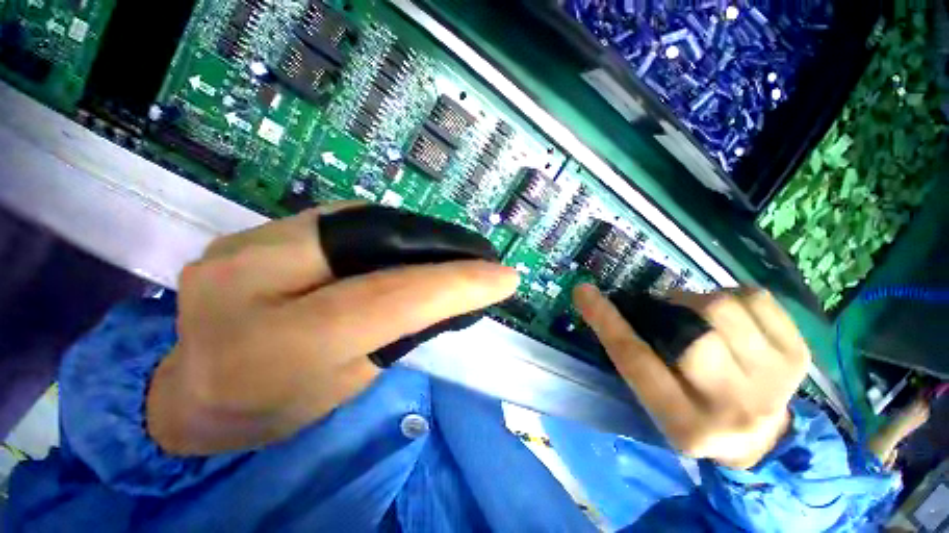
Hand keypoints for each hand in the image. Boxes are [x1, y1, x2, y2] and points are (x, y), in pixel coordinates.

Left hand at [148, 205, 518, 454]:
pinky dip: (388, 230)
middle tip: (480, 255)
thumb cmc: (274, 406)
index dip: (455, 284)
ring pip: (361, 222)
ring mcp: (246, 242)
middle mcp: (252, 278)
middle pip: (375, 243)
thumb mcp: (348, 383)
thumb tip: (449, 292)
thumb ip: (397, 330)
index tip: (504, 276)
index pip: (388, 298)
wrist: (190, 391)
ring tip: (452, 249)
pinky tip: (411, 243)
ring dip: (419, 235)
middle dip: (440, 247)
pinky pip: (342, 221)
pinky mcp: (253, 230)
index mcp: (277, 345)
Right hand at [574, 285, 809, 469]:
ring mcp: (776, 380)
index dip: (606, 321)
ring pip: (724, 307)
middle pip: (692, 333)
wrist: (763, 438)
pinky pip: (756, 297)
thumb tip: (619, 307)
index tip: (583, 291)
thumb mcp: (656, 400)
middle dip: (671, 309)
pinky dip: (734, 296)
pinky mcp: (799, 354)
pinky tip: (735, 318)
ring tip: (701, 316)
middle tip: (668, 309)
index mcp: (685, 423)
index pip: (636, 361)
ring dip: (699, 301)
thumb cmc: (694, 415)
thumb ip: (637, 359)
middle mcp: (733, 407)